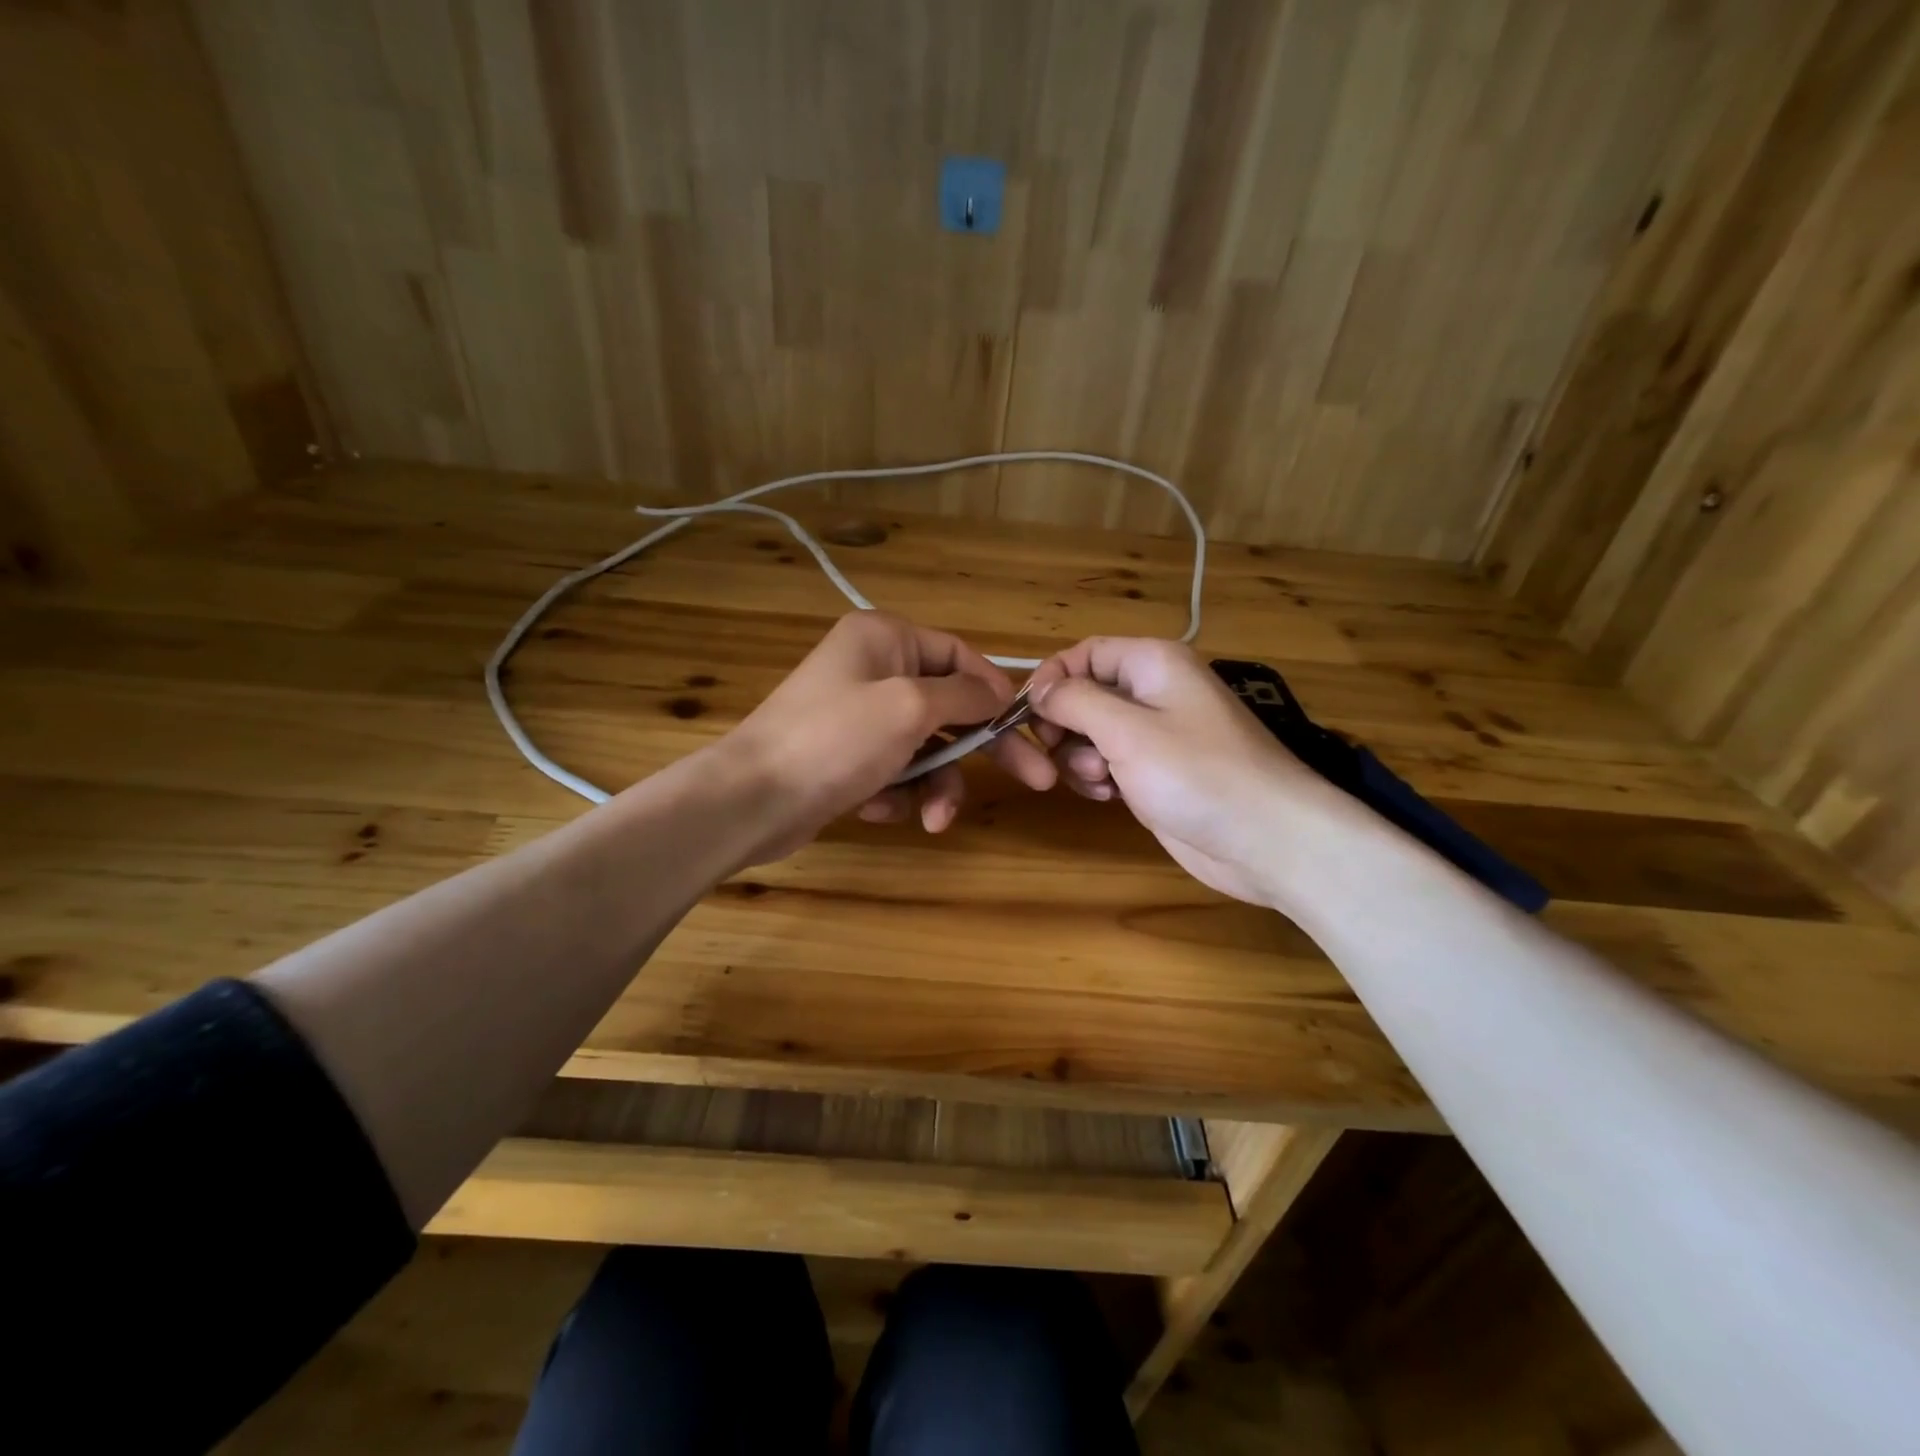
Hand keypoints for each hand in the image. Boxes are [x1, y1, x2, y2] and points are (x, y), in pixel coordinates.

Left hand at [723, 611, 1055, 859]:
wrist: (752, 800)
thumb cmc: (836, 739)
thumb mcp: (910, 707)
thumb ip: (963, 695)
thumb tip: (997, 691)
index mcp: (885, 638)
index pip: (959, 654)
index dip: (995, 691)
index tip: (1025, 726)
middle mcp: (872, 669)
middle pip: (948, 707)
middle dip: (981, 750)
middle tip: (1035, 780)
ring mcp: (858, 716)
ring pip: (924, 748)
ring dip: (934, 784)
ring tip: (932, 819)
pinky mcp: (846, 758)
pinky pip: (893, 771)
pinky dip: (894, 793)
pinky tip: (874, 808)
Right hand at [1026, 638, 1352, 907]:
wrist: (1266, 840)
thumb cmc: (1196, 773)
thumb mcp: (1126, 730)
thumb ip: (1074, 701)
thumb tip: (1039, 689)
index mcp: (1153, 663)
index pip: (1084, 653)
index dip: (1051, 679)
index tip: (1027, 716)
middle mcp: (1153, 692)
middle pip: (1084, 695)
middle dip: (1065, 726)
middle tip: (1062, 754)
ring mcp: (1156, 736)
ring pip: (1090, 734)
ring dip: (1080, 758)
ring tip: (1101, 782)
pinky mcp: (1155, 773)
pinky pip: (1109, 764)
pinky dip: (1099, 778)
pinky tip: (1109, 798)